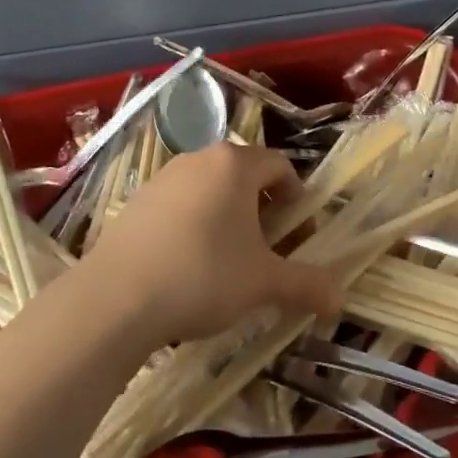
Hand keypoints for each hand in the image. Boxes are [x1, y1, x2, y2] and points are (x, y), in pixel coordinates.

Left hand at [89, 143, 340, 345]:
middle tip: (268, 251)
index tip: (299, 235)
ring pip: (211, 189)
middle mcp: (201, 158)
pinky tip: (188, 266)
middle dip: (263, 209)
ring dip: (228, 217)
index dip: (297, 199)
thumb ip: (307, 285)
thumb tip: (341, 298)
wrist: (116, 298)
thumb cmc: (203, 275)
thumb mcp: (263, 283)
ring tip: (228, 261)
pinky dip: (194, 224)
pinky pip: (180, 204)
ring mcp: (164, 176)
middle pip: (245, 175)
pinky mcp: (137, 200)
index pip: (280, 166)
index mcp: (236, 164)